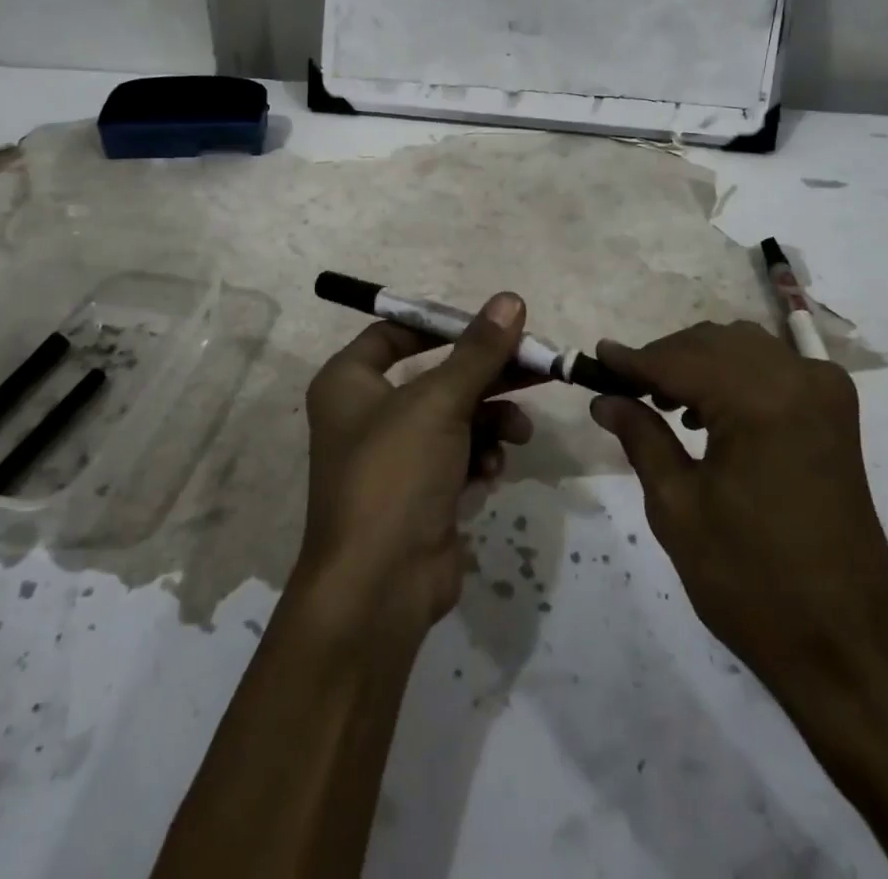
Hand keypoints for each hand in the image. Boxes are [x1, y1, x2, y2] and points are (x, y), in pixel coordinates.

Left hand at [295, 292, 534, 636]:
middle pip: (438, 376)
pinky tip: (494, 468)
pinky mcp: (421, 493)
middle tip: (538, 363)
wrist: (379, 588)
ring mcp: (395, 457)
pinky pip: (459, 456)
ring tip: (519, 431)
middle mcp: (367, 414)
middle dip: (488, 374)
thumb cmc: (395, 474)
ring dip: (492, 419)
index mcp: (348, 382)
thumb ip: (479, 350)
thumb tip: (511, 299)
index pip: (394, 333)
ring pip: (455, 417)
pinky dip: (480, 456)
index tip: (489, 323)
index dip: (441, 324)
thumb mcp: (439, 401)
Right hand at [590, 320, 887, 688]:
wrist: (847, 643)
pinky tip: (708, 410)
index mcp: (760, 402)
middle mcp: (798, 379)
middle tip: (624, 389)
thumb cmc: (752, 582)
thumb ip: (641, 437)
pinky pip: (773, 367)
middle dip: (664, 359)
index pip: (680, 361)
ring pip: (743, 347)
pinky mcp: (836, 411)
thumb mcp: (678, 508)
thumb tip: (605, 398)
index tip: (594, 358)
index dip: (633, 360)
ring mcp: (824, 391)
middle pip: (713, 343)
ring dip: (698, 362)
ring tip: (662, 401)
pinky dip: (734, 374)